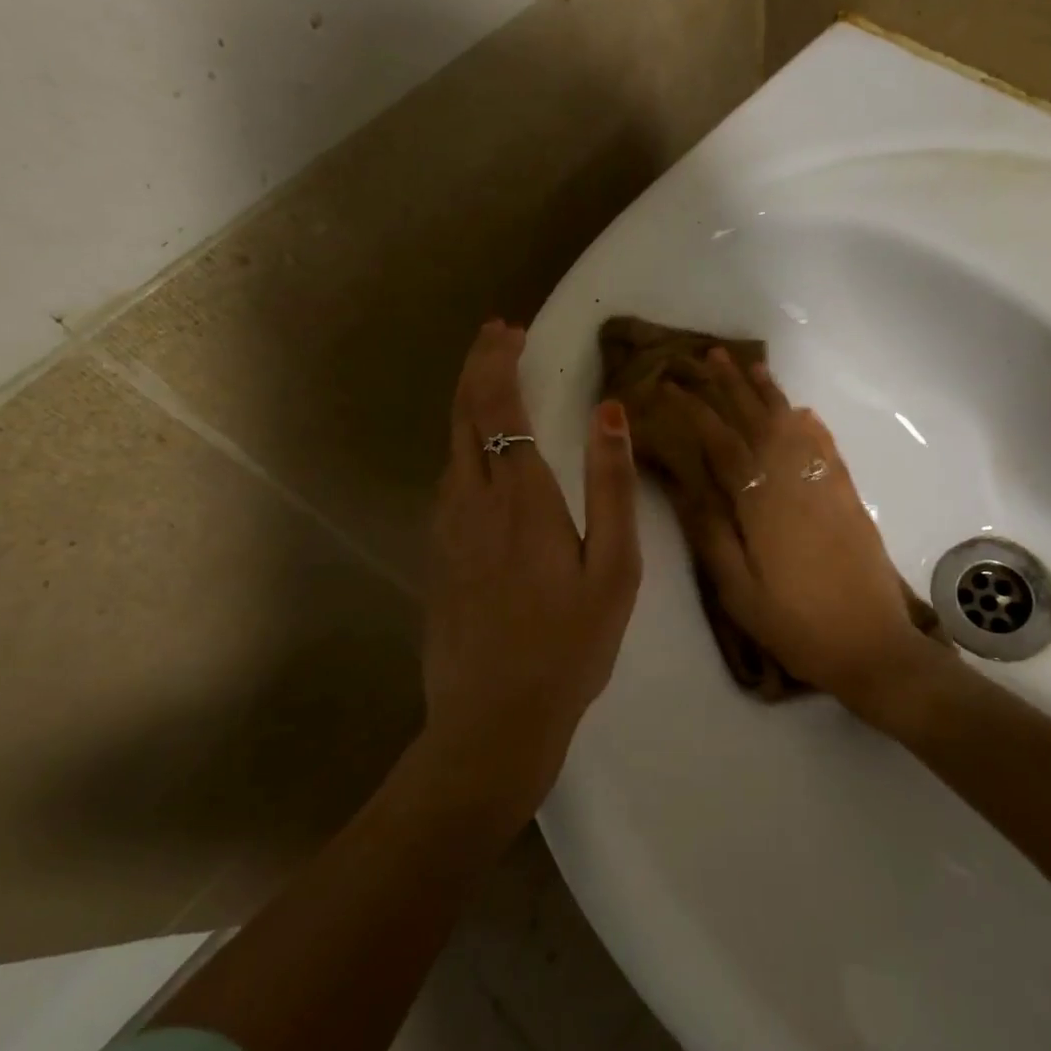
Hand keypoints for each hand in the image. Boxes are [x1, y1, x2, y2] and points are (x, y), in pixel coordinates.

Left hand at [422, 320, 641, 828]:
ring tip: (492, 380)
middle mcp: (473, 499)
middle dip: (477, 366)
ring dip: (468, 402)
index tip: (510, 329)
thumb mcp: (613, 568)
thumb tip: (608, 412)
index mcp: (521, 496)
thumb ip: (611, 486)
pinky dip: (463, 442)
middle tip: (497, 335)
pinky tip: (481, 452)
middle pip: (464, 413)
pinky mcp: (437, 554)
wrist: (493, 721)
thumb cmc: (569, 645)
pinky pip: (448, 478)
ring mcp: (447, 527)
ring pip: (451, 444)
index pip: (499, 405)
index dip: (500, 360)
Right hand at [660, 351, 939, 716]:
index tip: (671, 386)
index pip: (721, 443)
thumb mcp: (739, 591)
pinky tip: (801, 412)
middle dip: (731, 386)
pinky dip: (809, 424)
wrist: (873, 646)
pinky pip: (825, 446)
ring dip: (770, 394)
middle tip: (710, 355)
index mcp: (761, 503)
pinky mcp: (847, 496)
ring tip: (751, 366)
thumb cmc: (796, 624)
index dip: (694, 411)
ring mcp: (825, 485)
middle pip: (758, 421)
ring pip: (793, 426)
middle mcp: (794, 482)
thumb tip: (686, 485)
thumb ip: (711, 534)